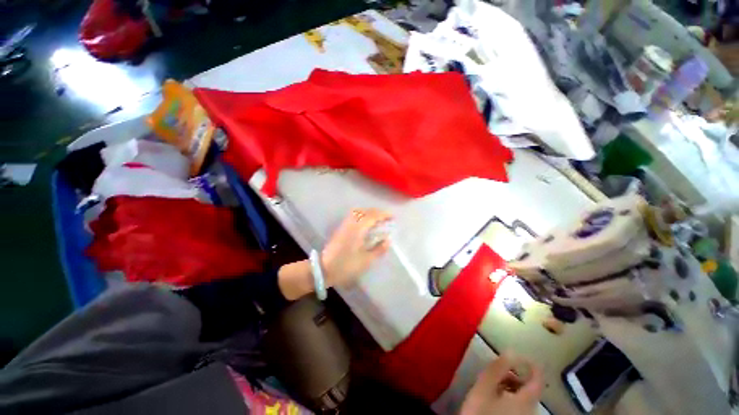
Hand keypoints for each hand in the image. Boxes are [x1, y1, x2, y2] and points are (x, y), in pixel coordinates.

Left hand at [322, 208, 392, 287]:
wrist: (324, 269)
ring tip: (377, 219)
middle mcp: (351, 223)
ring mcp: (344, 225)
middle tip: (386, 218)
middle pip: (365, 211)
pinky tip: (366, 224)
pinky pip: (353, 216)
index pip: (373, 216)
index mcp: (358, 229)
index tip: (393, 217)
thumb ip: (379, 249)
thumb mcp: (366, 260)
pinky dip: (362, 215)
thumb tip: (388, 240)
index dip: (384, 215)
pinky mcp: (341, 228)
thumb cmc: (346, 266)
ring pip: (358, 212)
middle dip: (377, 212)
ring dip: (369, 213)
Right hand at [460, 354, 543, 414]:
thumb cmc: (482, 411)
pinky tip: (494, 399)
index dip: (532, 365)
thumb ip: (498, 368)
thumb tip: (511, 350)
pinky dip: (509, 397)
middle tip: (497, 371)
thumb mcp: (485, 387)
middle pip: (529, 388)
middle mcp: (531, 410)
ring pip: (523, 398)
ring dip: (510, 386)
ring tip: (493, 384)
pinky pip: (519, 407)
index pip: (538, 379)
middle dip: (514, 376)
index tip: (520, 354)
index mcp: (526, 400)